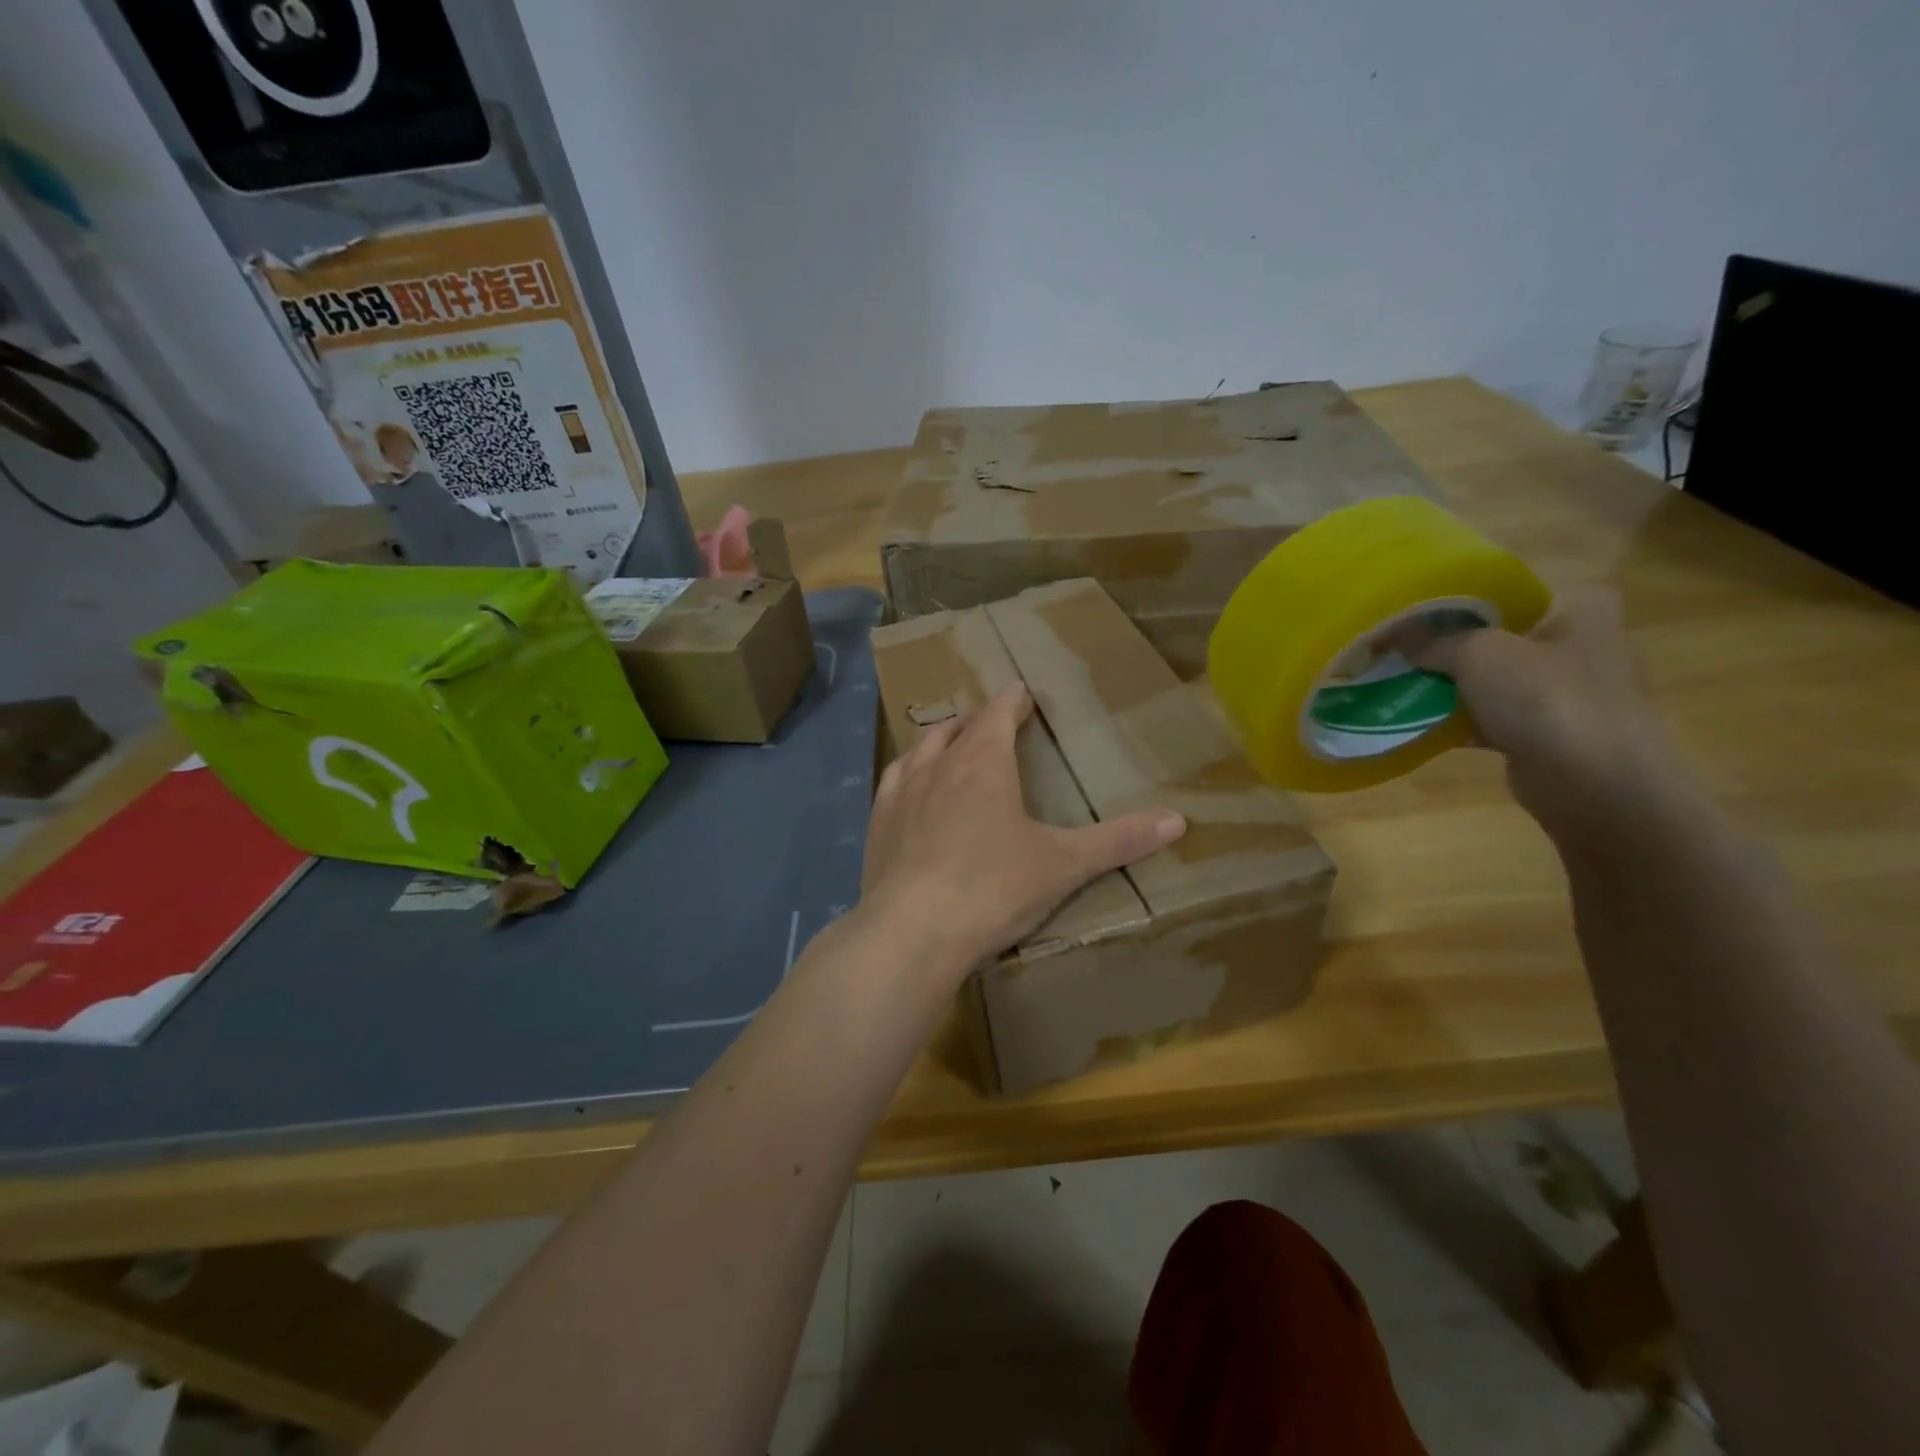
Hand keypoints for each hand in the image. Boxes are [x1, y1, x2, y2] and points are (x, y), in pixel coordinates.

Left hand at [859, 683, 1186, 969]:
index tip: (1022, 693)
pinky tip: (908, 786)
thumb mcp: (1063, 865)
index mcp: (984, 762)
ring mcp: (901, 792)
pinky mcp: (877, 824)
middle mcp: (938, 765)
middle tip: (991, 721)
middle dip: (978, 720)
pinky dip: (907, 773)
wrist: (912, 932)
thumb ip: (1118, 840)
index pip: (998, 713)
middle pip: (958, 727)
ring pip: (921, 749)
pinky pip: (892, 781)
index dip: (1013, 700)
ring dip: (940, 740)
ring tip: (950, 743)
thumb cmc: (993, 888)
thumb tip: (1178, 820)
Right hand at [1404, 586, 1680, 830]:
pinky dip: (1458, 721)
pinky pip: (1489, 719)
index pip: (1512, 591)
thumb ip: (1434, 640)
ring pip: (1490, 681)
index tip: (1418, 612)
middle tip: (1397, 648)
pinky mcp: (1545, 734)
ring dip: (1448, 686)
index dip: (1464, 600)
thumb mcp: (1478, 652)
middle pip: (1496, 636)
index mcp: (1579, 609)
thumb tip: (1395, 635)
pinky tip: (1415, 721)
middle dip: (1448, 646)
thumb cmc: (1546, 697)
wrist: (1593, 782)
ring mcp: (1564, 693)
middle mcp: (1579, 645)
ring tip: (1395, 683)